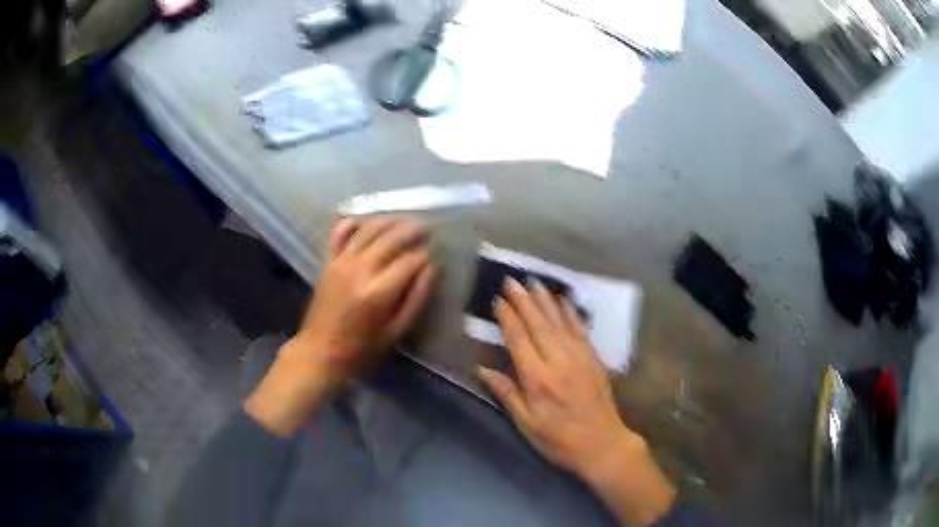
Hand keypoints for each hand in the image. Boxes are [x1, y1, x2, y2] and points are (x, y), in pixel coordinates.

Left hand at [246, 217, 437, 436]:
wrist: (318, 352)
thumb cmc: (361, 349)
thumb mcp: (396, 331)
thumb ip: (416, 298)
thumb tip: (433, 268)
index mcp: (379, 291)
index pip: (411, 260)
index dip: (426, 256)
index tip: (434, 257)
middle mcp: (360, 269)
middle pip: (392, 237)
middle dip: (413, 230)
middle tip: (427, 229)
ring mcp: (341, 262)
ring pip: (369, 229)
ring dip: (390, 221)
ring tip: (406, 221)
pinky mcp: (329, 261)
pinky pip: (339, 233)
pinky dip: (352, 223)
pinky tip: (365, 222)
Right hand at [477, 277, 674, 525]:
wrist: (602, 444)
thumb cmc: (558, 439)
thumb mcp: (526, 423)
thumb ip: (506, 393)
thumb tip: (482, 368)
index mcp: (538, 379)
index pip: (519, 339)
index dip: (507, 317)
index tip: (498, 299)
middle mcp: (559, 361)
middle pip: (538, 324)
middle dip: (523, 300)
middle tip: (511, 280)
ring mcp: (579, 357)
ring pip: (559, 322)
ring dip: (545, 300)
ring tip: (533, 281)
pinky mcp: (594, 358)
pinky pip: (580, 329)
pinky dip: (570, 312)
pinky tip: (563, 301)